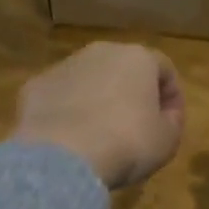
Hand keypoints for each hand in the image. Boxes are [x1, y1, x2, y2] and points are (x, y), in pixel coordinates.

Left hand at [14, 42, 186, 187]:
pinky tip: (68, 138)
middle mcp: (100, 52)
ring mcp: (64, 66)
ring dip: (97, 99)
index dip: (172, 96)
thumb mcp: (167, 141)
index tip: (170, 123)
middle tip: (135, 126)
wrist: (62, 157)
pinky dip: (67, 111)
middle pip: (124, 69)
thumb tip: (165, 114)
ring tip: (99, 134)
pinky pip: (60, 97)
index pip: (164, 69)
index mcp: (138, 58)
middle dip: (131, 93)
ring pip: (89, 80)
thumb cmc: (126, 144)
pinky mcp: (35, 85)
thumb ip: (172, 121)